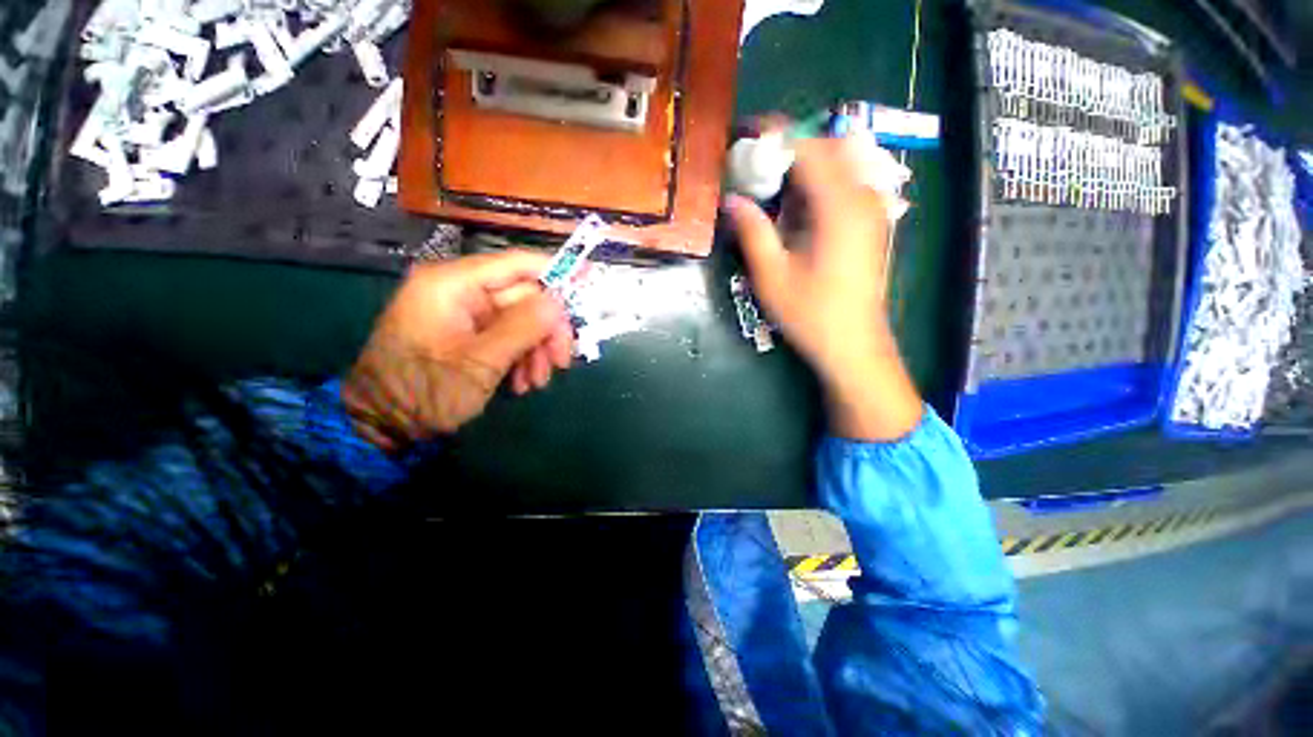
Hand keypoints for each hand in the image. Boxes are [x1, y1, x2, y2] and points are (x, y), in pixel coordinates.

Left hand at [343, 252, 573, 451]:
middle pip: (525, 297)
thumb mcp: (480, 362)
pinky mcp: (466, 332)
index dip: (557, 271)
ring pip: (521, 319)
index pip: (517, 264)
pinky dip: (521, 357)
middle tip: (562, 363)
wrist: (382, 426)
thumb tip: (559, 300)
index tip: (590, 283)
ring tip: (536, 382)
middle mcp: (459, 290)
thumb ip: (523, 327)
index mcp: (453, 284)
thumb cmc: (425, 392)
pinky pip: (507, 335)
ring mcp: (463, 312)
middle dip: (547, 332)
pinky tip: (521, 382)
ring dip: (536, 350)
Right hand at [726, 136, 922, 440]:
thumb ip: (752, 231)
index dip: (775, 135)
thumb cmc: (811, 314)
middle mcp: (862, 198)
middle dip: (788, 147)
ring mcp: (872, 210)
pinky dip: (816, 184)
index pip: (808, 147)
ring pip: (837, 165)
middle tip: (753, 163)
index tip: (744, 134)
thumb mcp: (772, 275)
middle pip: (826, 148)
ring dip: (802, 166)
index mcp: (839, 207)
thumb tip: (731, 199)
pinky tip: (795, 208)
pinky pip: (844, 185)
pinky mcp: (870, 223)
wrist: (853, 345)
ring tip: (769, 185)